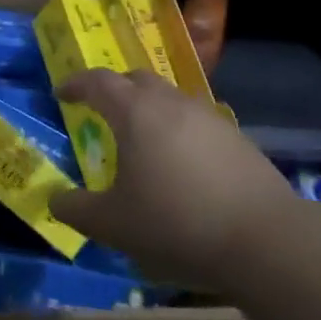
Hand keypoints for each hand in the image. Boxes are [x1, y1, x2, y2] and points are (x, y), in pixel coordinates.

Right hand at [51, 69, 296, 290]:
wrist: (266, 240)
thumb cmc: (178, 223)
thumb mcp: (114, 225)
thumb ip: (77, 210)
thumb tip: (54, 200)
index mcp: (134, 112)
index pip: (97, 82)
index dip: (75, 84)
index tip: (61, 93)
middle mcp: (170, 102)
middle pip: (136, 79)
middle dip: (115, 89)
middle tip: (102, 110)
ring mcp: (208, 117)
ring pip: (169, 97)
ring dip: (150, 109)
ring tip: (143, 139)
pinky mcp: (237, 138)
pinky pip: (196, 121)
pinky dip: (179, 130)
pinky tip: (182, 164)